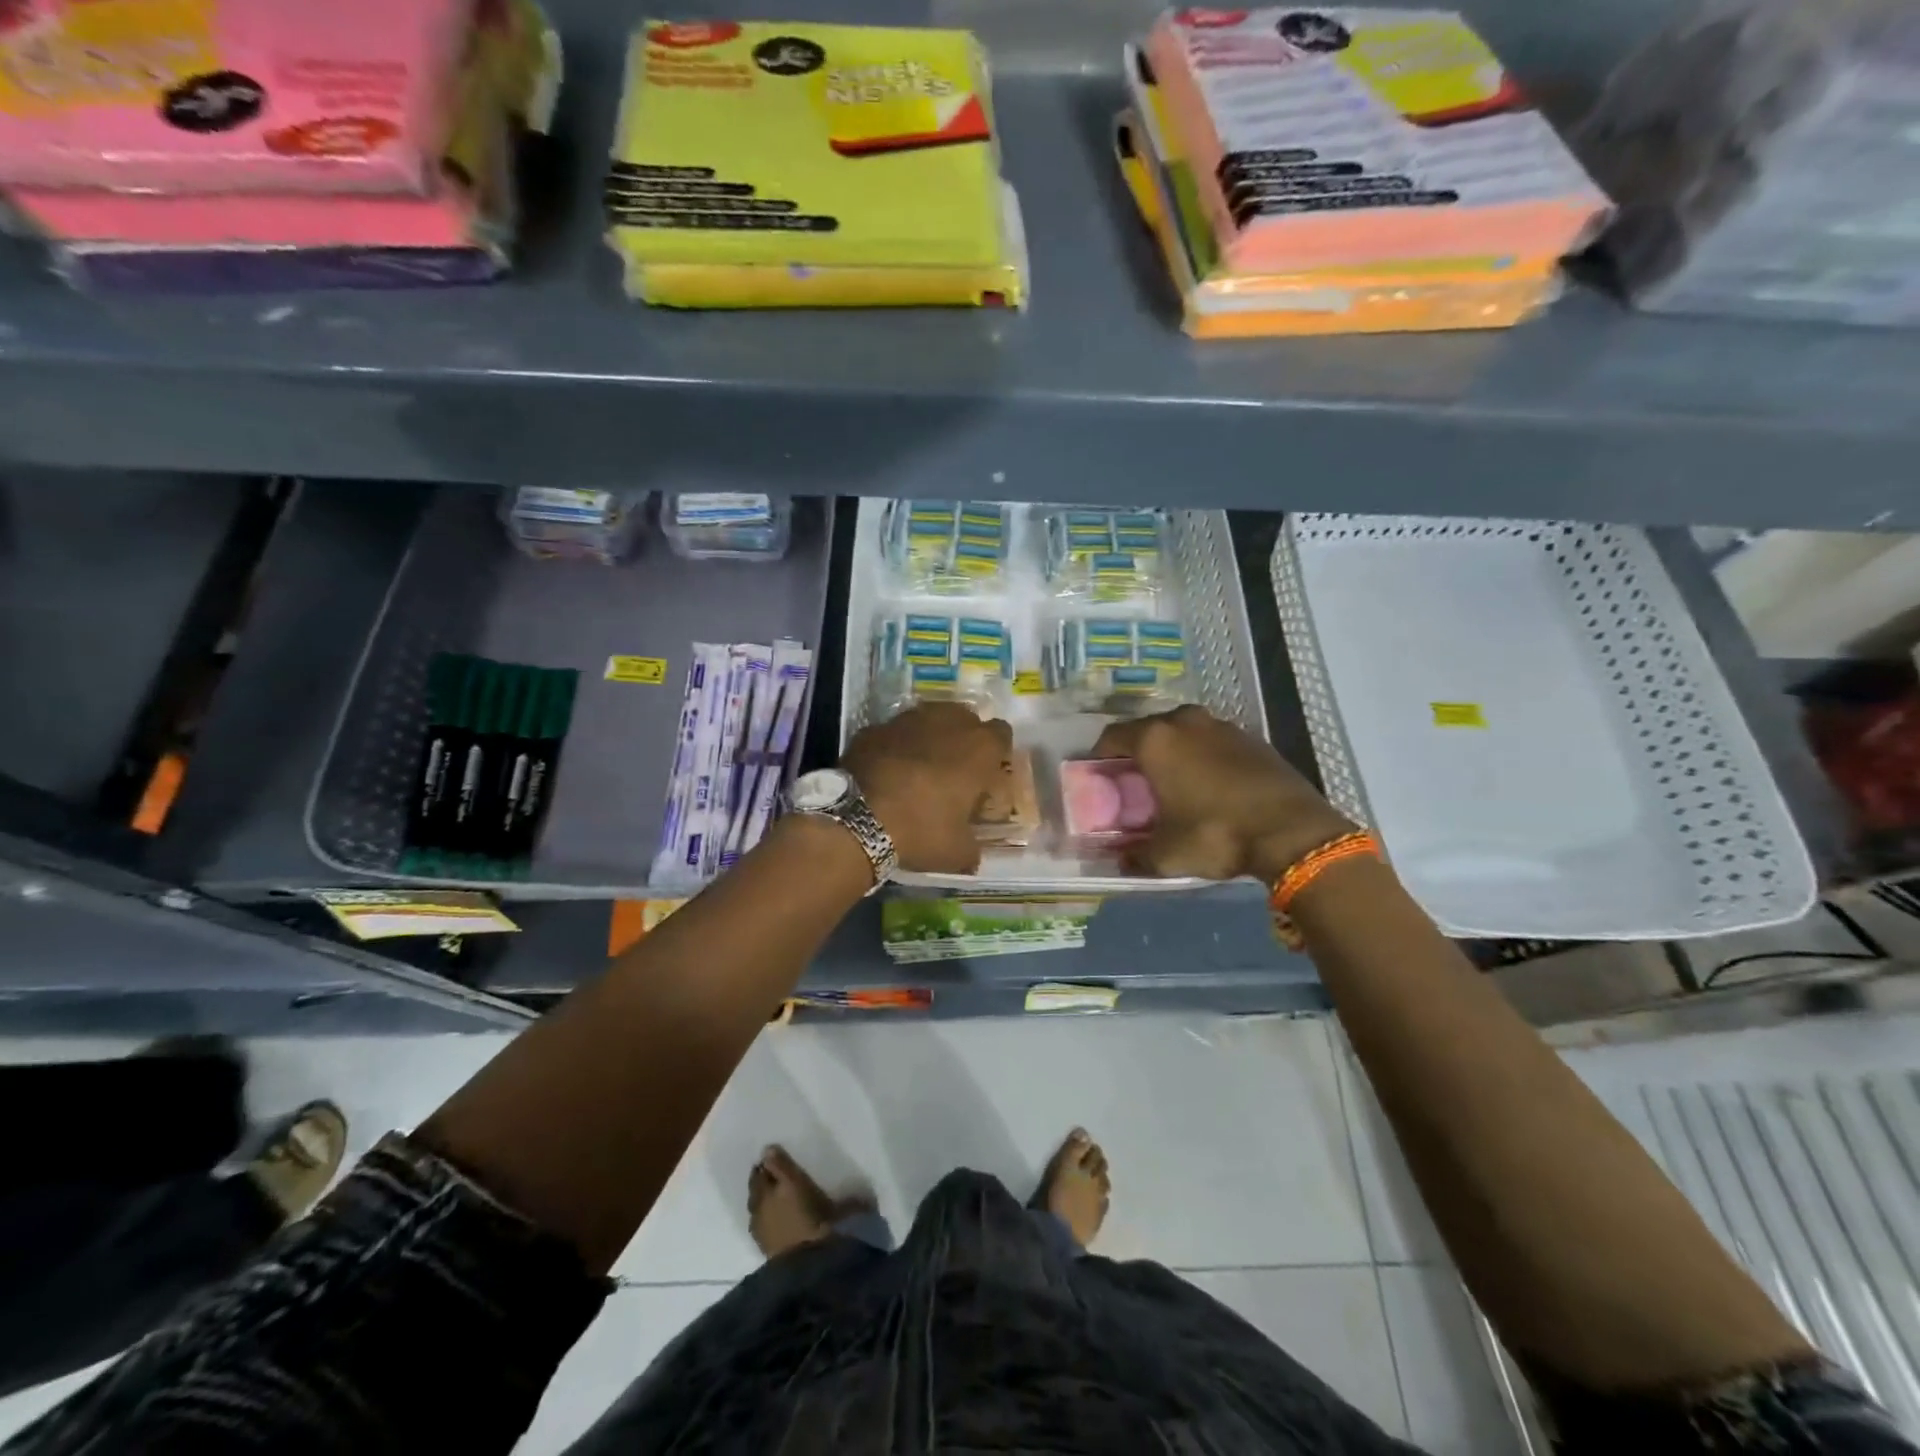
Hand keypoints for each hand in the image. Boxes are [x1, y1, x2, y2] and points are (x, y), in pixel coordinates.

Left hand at [842, 703, 1012, 874]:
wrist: (857, 818)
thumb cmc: (921, 830)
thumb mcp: (958, 852)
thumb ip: (973, 847)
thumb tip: (972, 854)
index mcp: (979, 748)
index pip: (1002, 734)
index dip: (995, 754)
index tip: (986, 775)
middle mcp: (948, 722)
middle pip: (966, 719)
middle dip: (963, 740)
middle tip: (954, 772)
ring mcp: (908, 719)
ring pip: (929, 719)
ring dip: (930, 738)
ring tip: (919, 769)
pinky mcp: (875, 726)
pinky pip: (895, 732)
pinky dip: (896, 746)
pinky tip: (887, 771)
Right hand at [1092, 705, 1353, 883]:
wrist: (1292, 831)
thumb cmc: (1215, 834)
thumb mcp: (1166, 854)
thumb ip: (1135, 855)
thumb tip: (1122, 860)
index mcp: (1155, 741)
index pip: (1112, 737)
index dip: (1099, 756)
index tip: (1097, 775)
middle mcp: (1185, 722)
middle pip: (1147, 729)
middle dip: (1137, 751)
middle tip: (1134, 780)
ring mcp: (1221, 726)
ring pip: (1183, 731)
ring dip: (1173, 750)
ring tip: (1172, 780)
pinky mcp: (1251, 738)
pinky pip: (1213, 741)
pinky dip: (1203, 755)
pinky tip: (1209, 783)